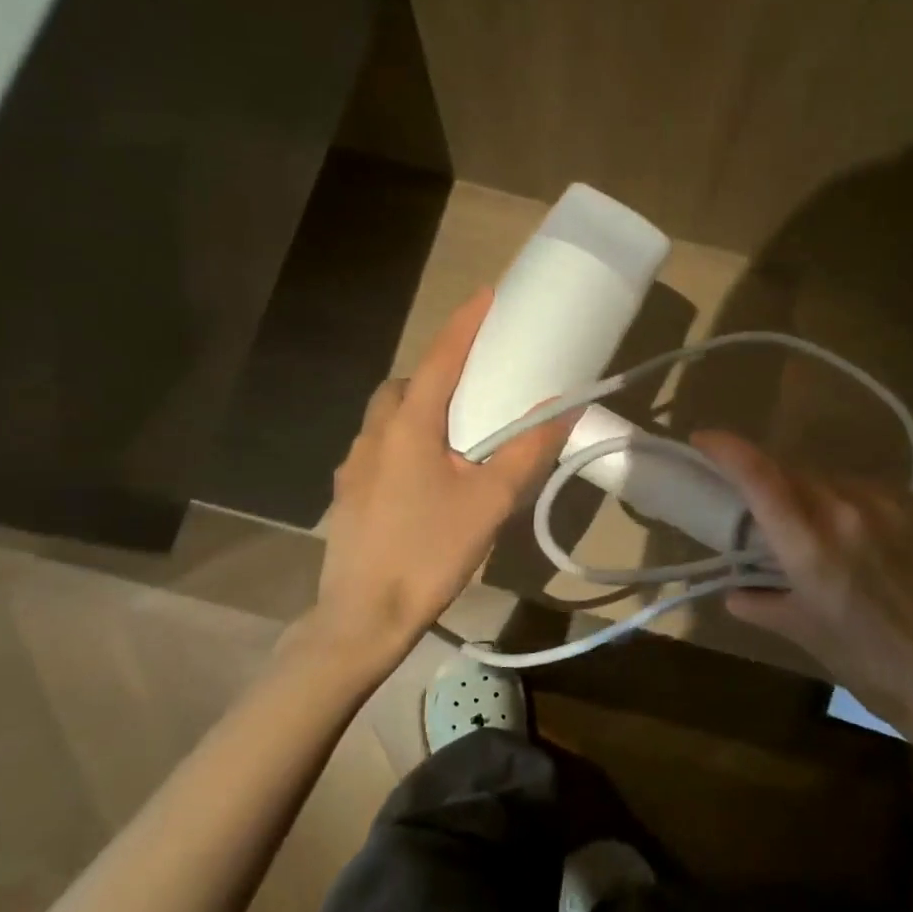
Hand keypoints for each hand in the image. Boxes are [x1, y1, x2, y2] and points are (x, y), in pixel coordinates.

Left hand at [307, 288, 570, 679]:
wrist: (363, 617)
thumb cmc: (429, 553)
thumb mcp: (490, 502)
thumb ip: (527, 451)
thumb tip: (564, 409)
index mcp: (409, 425)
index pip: (442, 357)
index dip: (467, 323)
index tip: (489, 293)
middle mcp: (374, 434)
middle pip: (408, 383)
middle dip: (440, 370)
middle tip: (477, 383)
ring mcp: (354, 464)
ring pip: (388, 415)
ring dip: (419, 407)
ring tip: (456, 433)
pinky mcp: (348, 493)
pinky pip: (379, 447)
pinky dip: (404, 441)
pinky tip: (426, 476)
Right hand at [694, 430, 912, 753]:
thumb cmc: (869, 664)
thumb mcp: (805, 633)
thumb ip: (761, 604)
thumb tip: (735, 594)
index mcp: (810, 544)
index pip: (759, 476)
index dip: (727, 449)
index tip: (703, 438)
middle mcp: (848, 510)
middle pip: (795, 472)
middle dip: (772, 480)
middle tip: (766, 505)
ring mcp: (892, 505)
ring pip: (836, 479)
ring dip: (816, 492)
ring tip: (822, 526)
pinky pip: (876, 491)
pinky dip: (857, 503)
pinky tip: (866, 533)